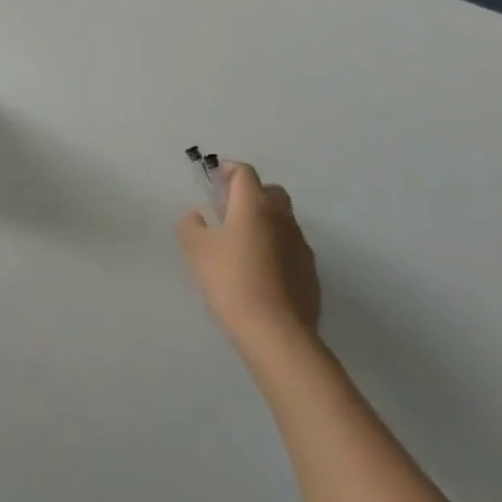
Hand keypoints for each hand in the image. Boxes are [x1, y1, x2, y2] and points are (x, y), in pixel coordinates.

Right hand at [179, 163, 321, 356]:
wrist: (276, 332)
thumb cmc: (231, 281)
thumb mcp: (196, 250)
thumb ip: (191, 226)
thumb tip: (196, 216)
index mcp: (253, 206)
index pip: (245, 173)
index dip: (230, 169)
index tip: (217, 176)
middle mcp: (281, 218)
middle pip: (271, 192)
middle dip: (253, 193)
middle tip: (232, 209)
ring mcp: (300, 245)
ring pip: (284, 221)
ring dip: (266, 222)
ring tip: (246, 243)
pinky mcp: (310, 272)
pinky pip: (292, 248)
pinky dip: (277, 249)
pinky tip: (263, 271)